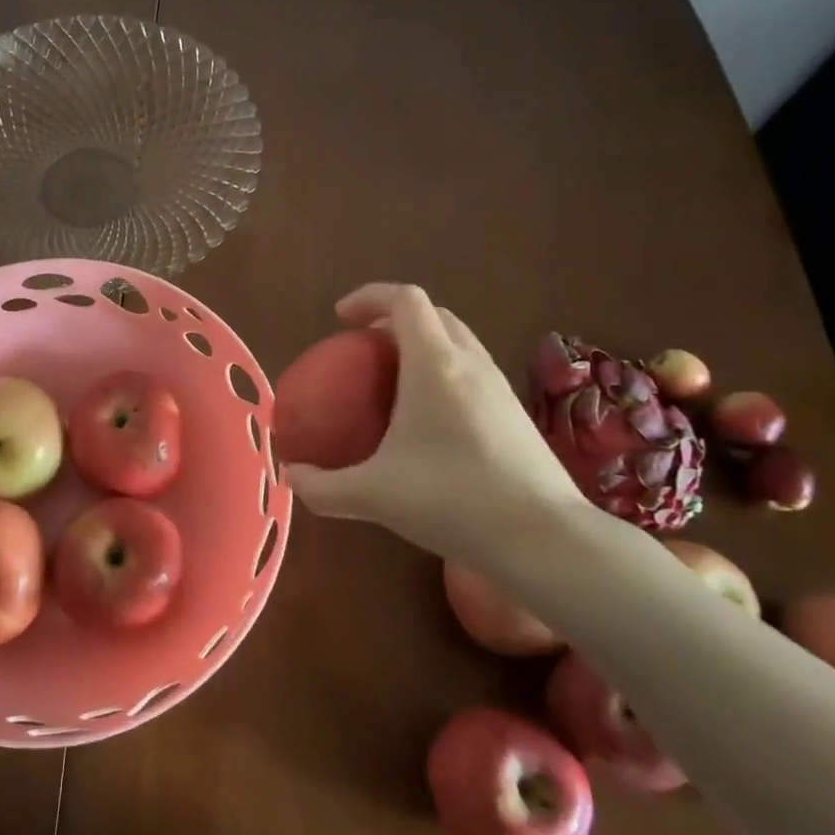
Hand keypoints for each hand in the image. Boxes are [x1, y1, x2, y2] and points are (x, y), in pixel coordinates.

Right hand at [286, 284, 589, 562]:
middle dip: (394, 319)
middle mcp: (470, 363)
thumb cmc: (452, 500)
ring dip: (422, 345)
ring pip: (457, 342)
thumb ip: (323, 487)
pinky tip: (428, 420)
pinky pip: (471, 371)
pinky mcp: (515, 413)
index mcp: (435, 364)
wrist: (543, 538)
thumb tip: (291, 478)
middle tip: (363, 348)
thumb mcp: (374, 495)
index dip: (369, 297)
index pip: (405, 300)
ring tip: (393, 381)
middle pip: (433, 315)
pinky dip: (443, 373)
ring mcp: (499, 387)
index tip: (340, 318)